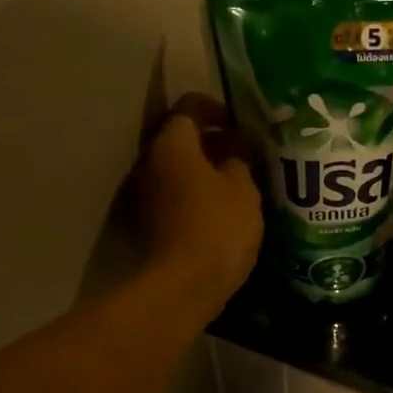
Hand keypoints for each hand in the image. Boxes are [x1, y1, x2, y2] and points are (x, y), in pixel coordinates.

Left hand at [136, 94, 262, 308]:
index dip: (216, 108)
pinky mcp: (151, 221)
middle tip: (245, 151)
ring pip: (178, 168)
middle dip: (212, 140)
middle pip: (180, 138)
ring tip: (239, 180)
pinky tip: (225, 207)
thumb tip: (236, 146)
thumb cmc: (218, 227)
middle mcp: (151, 162)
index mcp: (173, 144)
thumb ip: (240, 159)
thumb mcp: (243, 189)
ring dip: (205, 168)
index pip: (189, 107)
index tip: (241, 122)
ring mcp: (147, 193)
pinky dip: (198, 192)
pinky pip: (176, 193)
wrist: (184, 285)